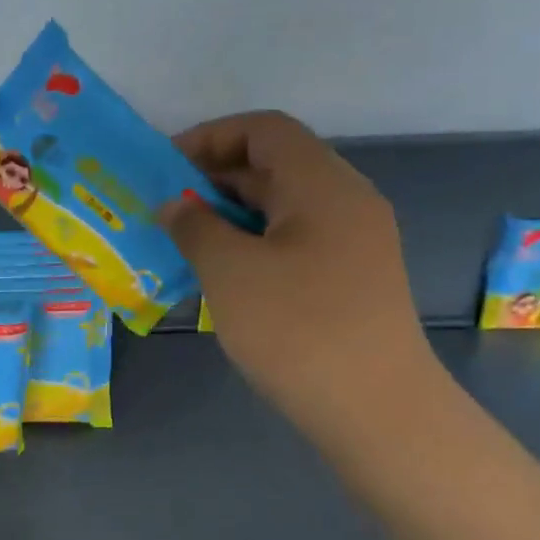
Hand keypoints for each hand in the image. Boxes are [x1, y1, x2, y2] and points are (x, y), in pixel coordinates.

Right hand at [161, 112, 433, 436]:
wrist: (375, 408)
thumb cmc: (297, 329)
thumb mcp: (230, 272)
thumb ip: (195, 227)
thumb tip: (175, 206)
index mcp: (323, 185)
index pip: (265, 130)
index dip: (211, 137)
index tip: (165, 168)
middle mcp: (346, 201)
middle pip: (276, 165)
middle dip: (215, 178)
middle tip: (166, 207)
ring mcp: (354, 242)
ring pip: (284, 207)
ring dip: (232, 214)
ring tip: (185, 241)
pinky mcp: (352, 278)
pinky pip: (295, 240)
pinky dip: (254, 243)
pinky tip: (223, 274)